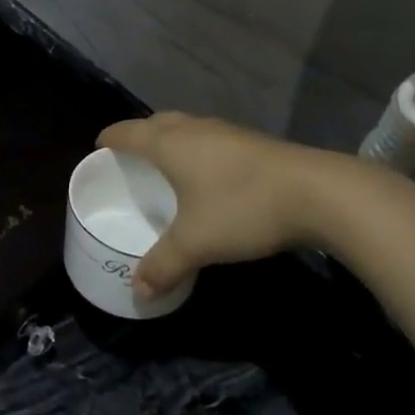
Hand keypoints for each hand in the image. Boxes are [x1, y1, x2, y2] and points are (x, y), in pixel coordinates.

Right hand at [99, 113, 368, 297]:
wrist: (317, 192)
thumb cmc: (243, 208)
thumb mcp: (197, 243)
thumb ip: (164, 265)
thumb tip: (137, 291)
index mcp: (169, 143)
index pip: (126, 132)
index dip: (108, 139)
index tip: (97, 150)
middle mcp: (192, 128)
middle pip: (154, 123)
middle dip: (138, 136)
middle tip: (129, 161)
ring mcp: (224, 131)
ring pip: (184, 127)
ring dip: (169, 140)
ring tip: (165, 167)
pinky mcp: (250, 140)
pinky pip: (207, 137)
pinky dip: (195, 149)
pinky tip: (207, 175)